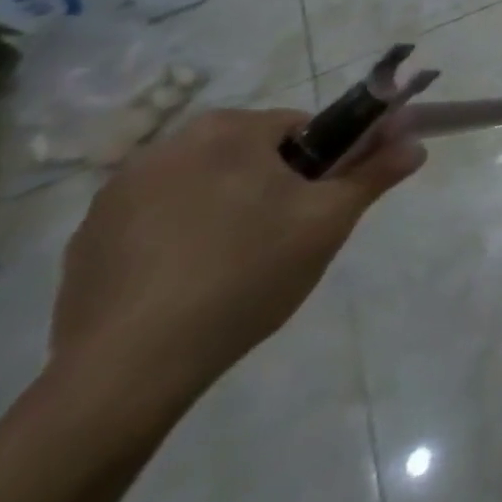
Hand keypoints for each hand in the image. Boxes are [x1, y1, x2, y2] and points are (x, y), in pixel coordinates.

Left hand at [50, 108, 422, 406]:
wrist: (126, 373)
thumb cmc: (245, 274)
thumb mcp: (329, 220)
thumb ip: (375, 173)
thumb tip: (416, 143)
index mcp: (226, 130)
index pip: (300, 128)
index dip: (323, 164)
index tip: (321, 206)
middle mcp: (165, 147)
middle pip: (249, 155)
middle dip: (273, 188)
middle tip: (286, 239)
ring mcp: (115, 196)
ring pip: (204, 188)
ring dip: (226, 212)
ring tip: (236, 269)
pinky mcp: (85, 243)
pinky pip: (157, 223)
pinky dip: (180, 241)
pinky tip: (188, 287)